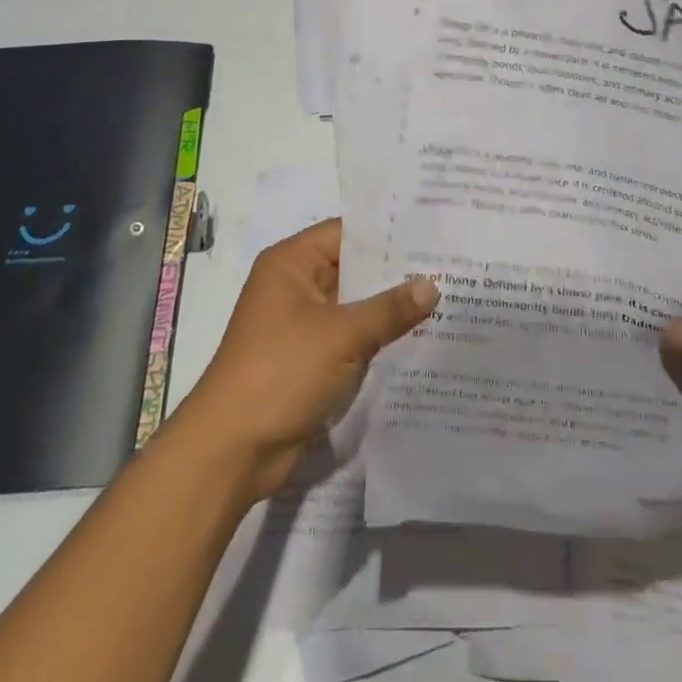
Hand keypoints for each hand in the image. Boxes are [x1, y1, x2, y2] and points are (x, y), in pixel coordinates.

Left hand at [177, 219, 437, 502]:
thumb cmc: (282, 372)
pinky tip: (420, 334)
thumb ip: (390, 309)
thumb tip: (433, 285)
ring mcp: (301, 324)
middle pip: (352, 268)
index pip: (347, 232)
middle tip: (449, 264)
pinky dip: (378, 336)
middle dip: (396, 271)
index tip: (432, 232)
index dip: (388, 232)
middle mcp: (295, 285)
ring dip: (390, 306)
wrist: (233, 450)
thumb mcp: (342, 335)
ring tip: (446, 295)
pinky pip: (351, 336)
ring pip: (355, 304)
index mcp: (291, 263)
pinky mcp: (309, 358)